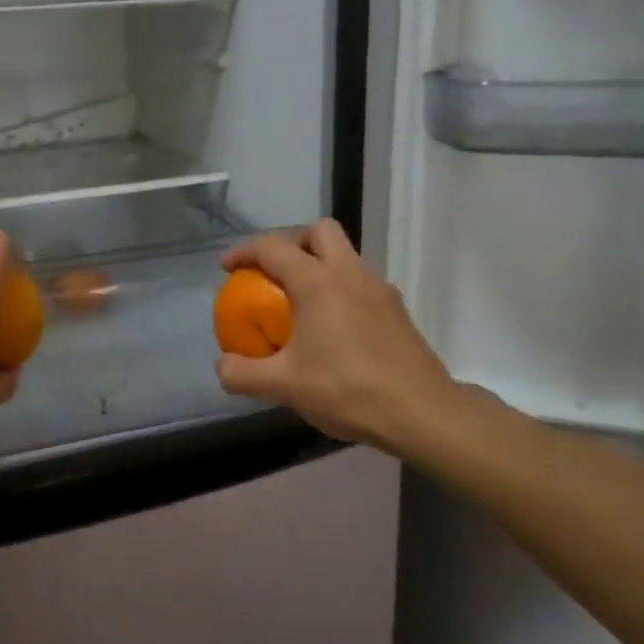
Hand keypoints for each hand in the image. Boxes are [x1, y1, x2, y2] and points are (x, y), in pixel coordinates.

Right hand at [216, 220, 467, 455]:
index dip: (244, 252)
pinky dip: (338, 288)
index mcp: (318, 282)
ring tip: (298, 300)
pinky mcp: (396, 309)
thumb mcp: (283, 387)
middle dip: (290, 241)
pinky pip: (359, 281)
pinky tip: (330, 326)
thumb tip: (222, 364)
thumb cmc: (347, 391)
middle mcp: (350, 274)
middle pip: (319, 231)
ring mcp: (378, 289)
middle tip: (272, 271)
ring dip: (317, 263)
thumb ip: (242, 374)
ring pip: (344, 254)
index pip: (273, 248)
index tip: (227, 269)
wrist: (422, 413)